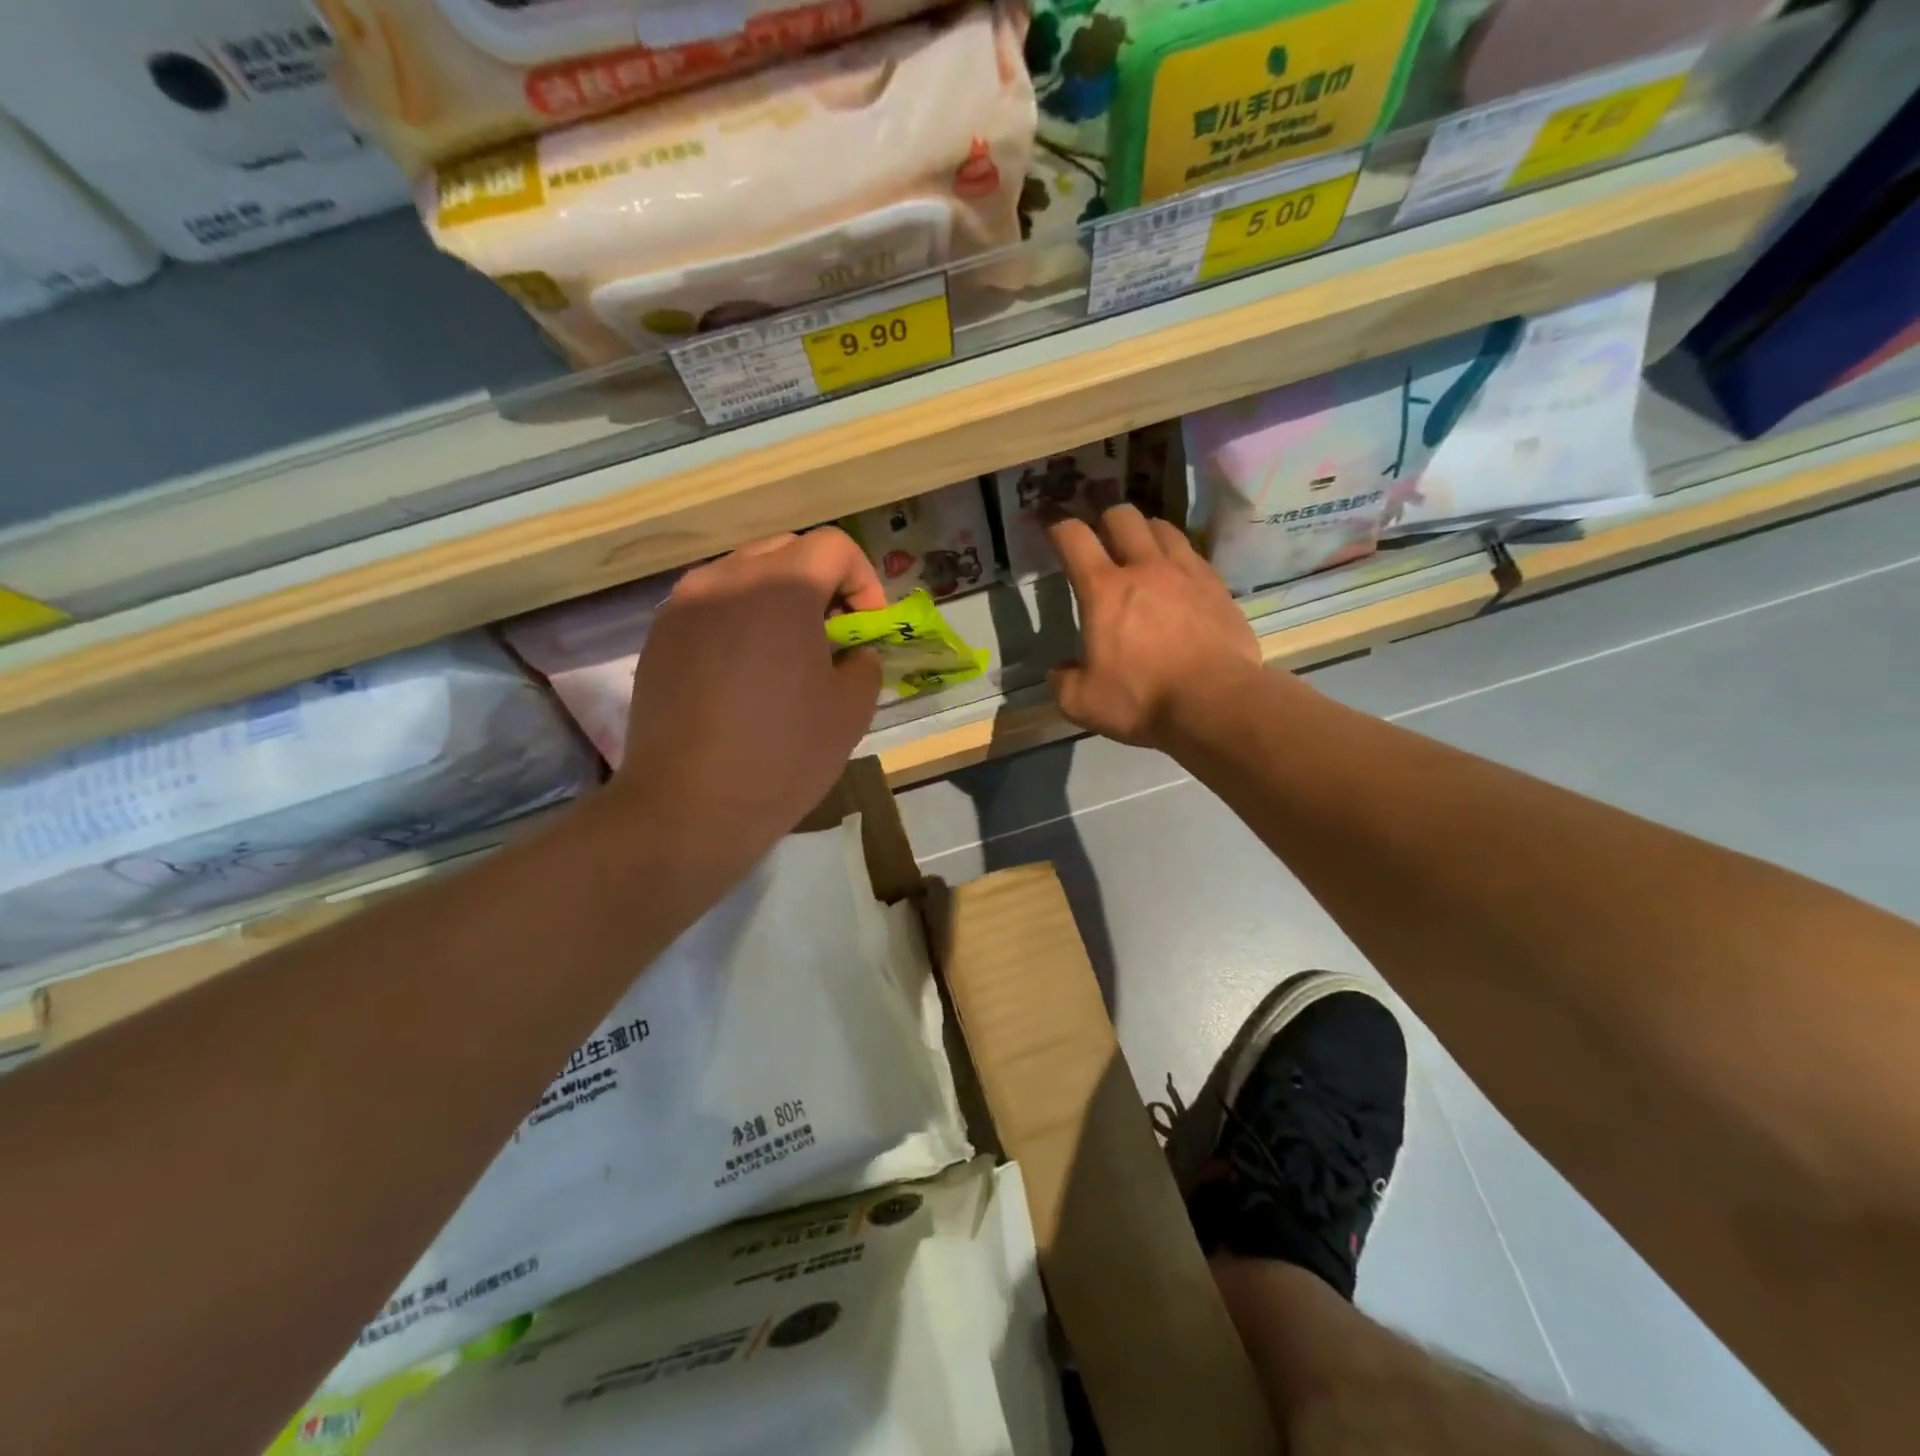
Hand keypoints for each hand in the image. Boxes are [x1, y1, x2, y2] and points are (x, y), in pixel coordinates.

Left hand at [614, 529, 884, 883]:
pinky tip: (743, 674)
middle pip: (787, 551)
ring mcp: (684, 605)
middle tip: (831, 637)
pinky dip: (739, 621)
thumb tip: (851, 651)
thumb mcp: (851, 710)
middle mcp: (726, 578)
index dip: (863, 580)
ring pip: (744, 574)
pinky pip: (711, 605)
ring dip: (777, 599)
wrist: (687, 807)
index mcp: (781, 588)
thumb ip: (864, 661)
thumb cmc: (782, 756)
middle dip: (821, 584)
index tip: (865, 629)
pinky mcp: (659, 636)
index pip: (834, 546)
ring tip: (785, 655)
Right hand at [1046, 505, 1262, 748]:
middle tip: (1100, 539)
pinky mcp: (1217, 587)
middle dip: (1105, 520)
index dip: (1057, 527)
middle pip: (1122, 516)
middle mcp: (1145, 568)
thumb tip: (1061, 670)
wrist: (1215, 704)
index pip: (1074, 538)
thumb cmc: (1142, 700)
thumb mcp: (1081, 702)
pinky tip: (1176, 578)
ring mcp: (1186, 573)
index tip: (1052, 528)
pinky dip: (1177, 557)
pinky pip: (1193, 554)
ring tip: (1140, 550)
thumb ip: (1063, 681)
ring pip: (1162, 527)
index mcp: (1104, 590)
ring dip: (1144, 531)